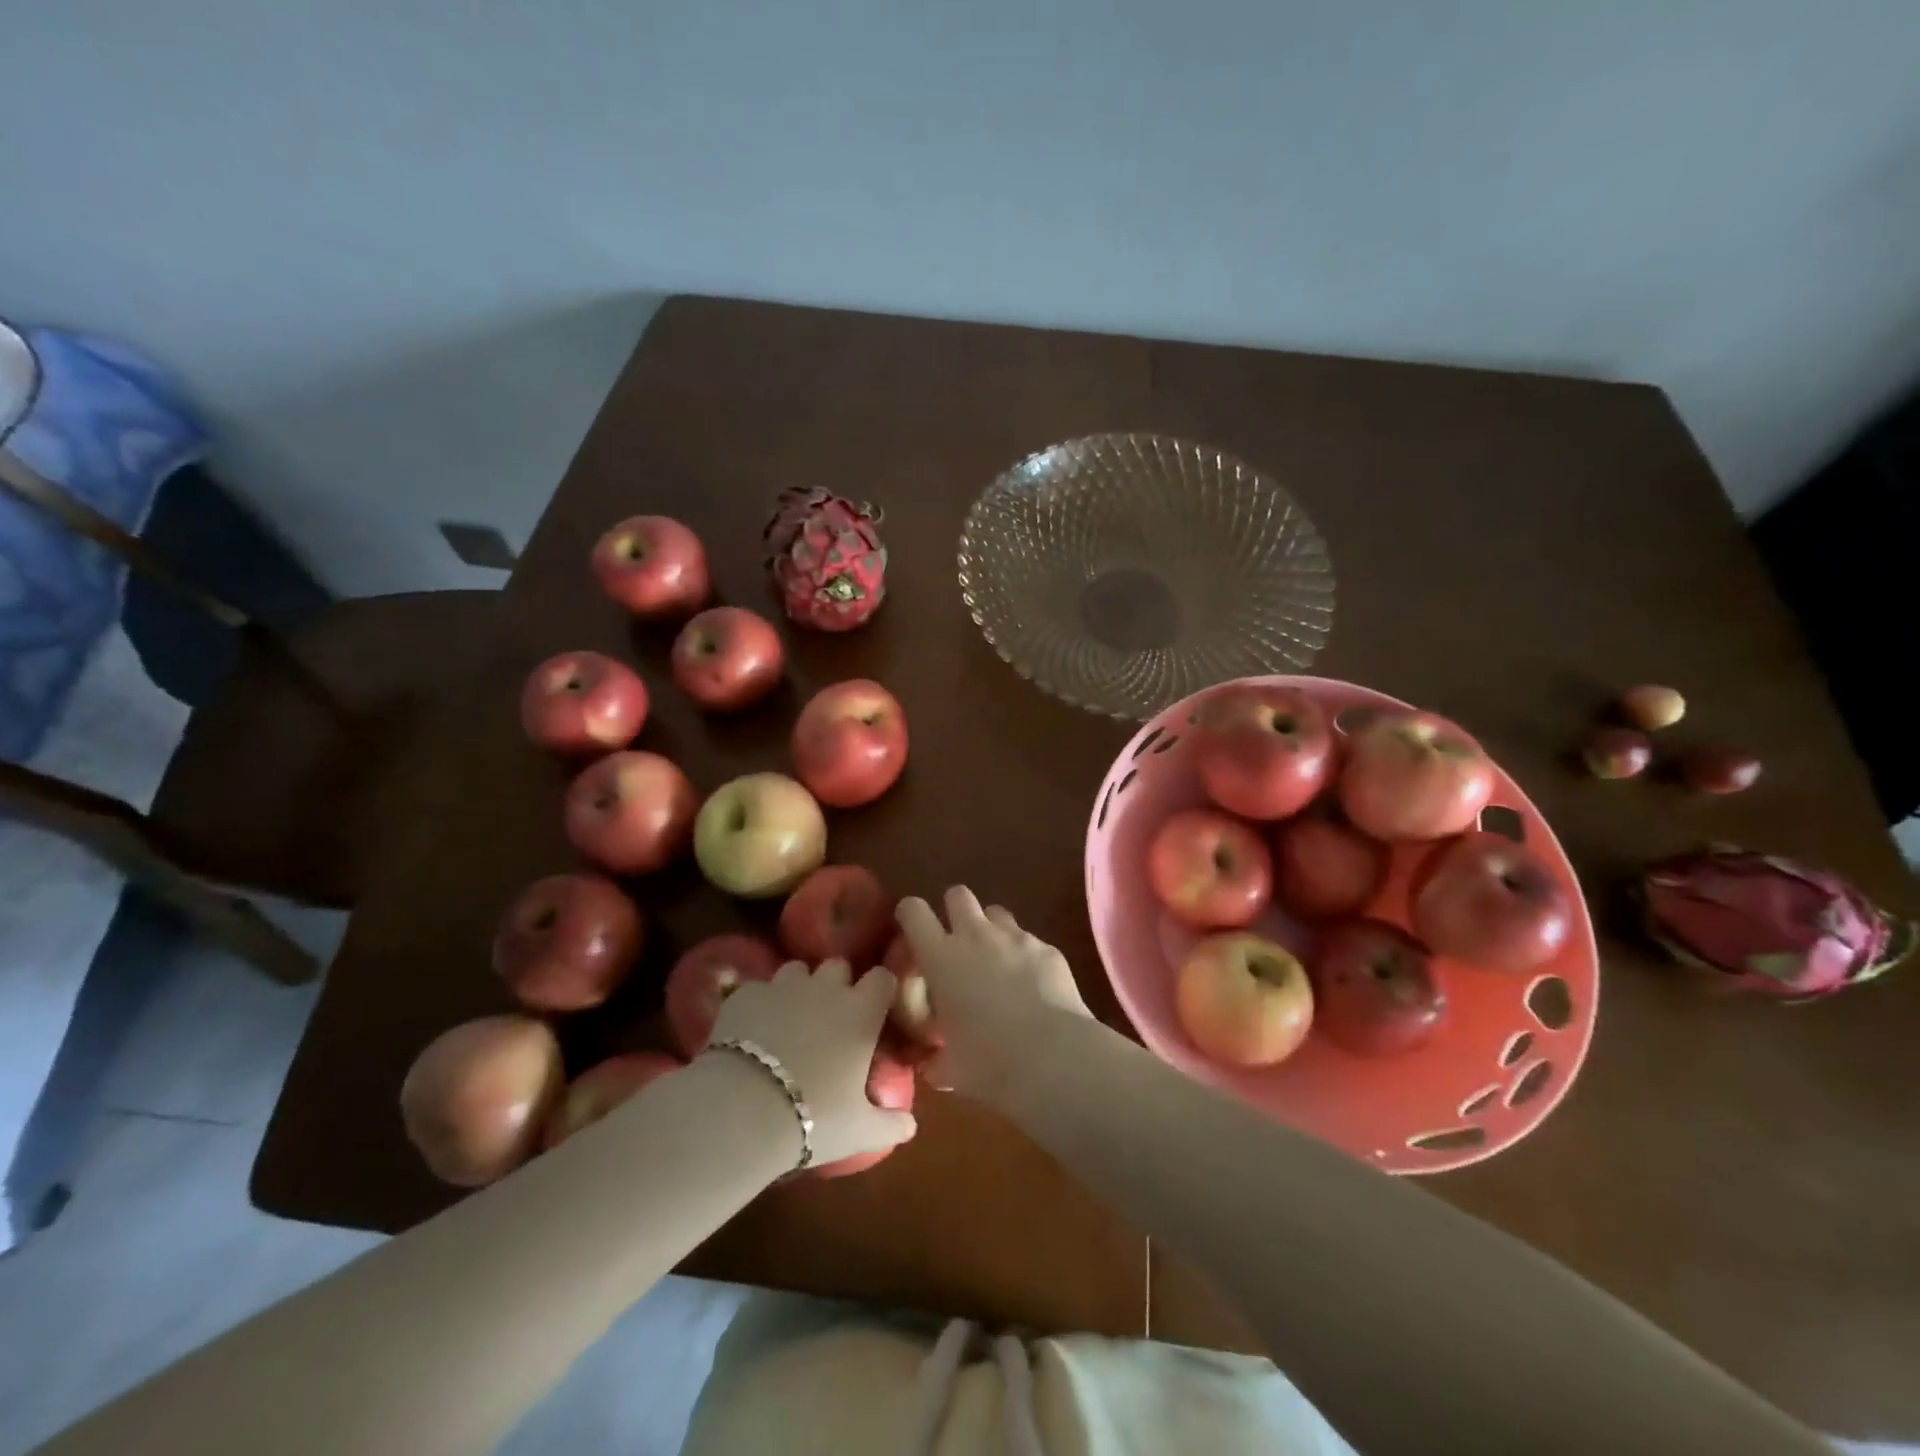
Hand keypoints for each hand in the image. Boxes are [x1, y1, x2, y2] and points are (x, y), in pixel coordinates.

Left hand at [704, 958, 916, 1170]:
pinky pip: (759, 988)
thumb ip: (889, 1124)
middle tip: (831, 1017)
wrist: (742, 1110)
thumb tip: (910, 1126)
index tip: (876, 1008)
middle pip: (839, 966)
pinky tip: (752, 1030)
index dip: (879, 989)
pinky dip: (760, 1004)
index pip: (882, 977)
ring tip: (790, 1019)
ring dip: (799, 987)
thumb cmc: (813, 1117)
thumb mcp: (859, 1131)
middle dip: (837, 984)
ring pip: (797, 969)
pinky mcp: (746, 993)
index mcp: (861, 1012)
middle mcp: (826, 988)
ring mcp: (784, 986)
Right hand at [895, 886, 1094, 1104]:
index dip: (909, 914)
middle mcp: (976, 936)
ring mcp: (1015, 937)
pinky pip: (1029, 939)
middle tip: (956, 942)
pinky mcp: (1048, 948)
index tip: (910, 927)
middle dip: (954, 910)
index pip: (913, 911)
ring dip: (990, 929)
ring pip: (996, 912)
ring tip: (995, 960)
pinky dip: (1025, 955)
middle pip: (958, 895)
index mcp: (941, 957)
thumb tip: (933, 1067)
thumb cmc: (988, 1062)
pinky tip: (1032, 985)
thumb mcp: (951, 1069)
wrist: (1053, 1057)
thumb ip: (937, 1061)